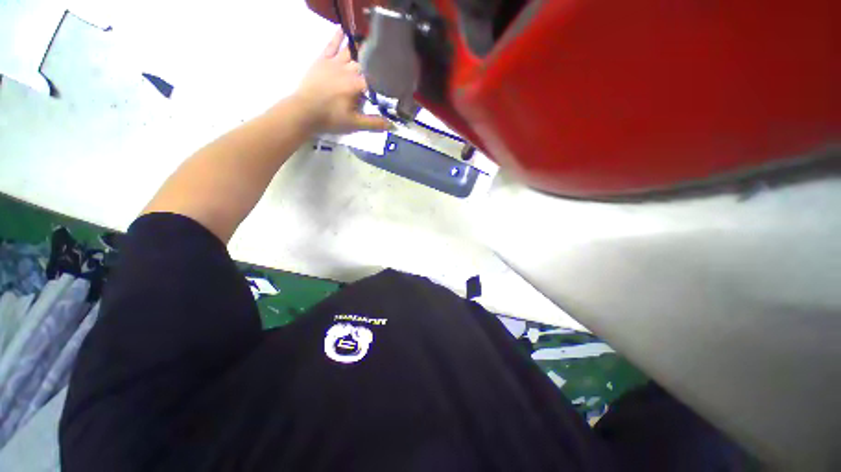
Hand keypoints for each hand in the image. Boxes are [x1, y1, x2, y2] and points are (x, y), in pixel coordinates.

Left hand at [291, 30, 391, 134]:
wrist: (304, 112)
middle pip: (365, 63)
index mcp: (357, 85)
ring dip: (361, 49)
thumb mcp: (355, 124)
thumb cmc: (331, 119)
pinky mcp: (322, 60)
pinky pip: (332, 45)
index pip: (376, 78)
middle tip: (383, 65)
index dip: (385, 79)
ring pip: (350, 52)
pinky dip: (338, 36)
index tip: (393, 81)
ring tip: (371, 45)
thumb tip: (392, 124)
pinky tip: (344, 29)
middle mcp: (347, 70)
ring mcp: (334, 63)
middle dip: (375, 64)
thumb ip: (374, 123)